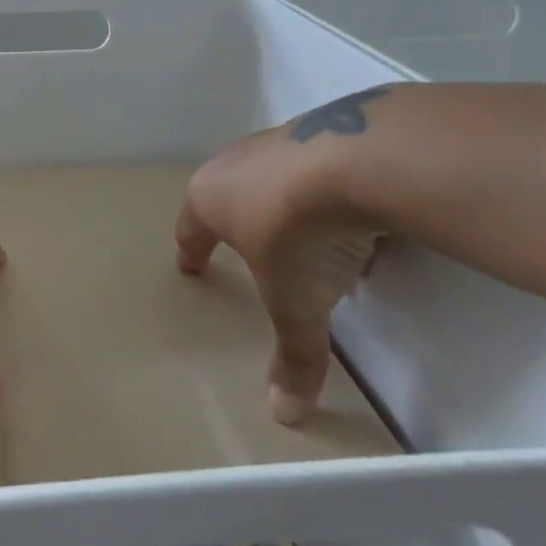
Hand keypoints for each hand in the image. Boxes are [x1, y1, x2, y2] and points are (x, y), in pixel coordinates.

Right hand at [175, 123, 382, 425]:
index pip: (190, 228)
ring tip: (298, 229)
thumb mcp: (295, 303)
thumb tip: (286, 418)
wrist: (355, 161)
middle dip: (229, 219)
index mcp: (210, 200)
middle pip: (222, 193)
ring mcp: (275, 140)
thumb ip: (292, 355)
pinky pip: (309, 164)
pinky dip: (318, 187)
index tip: (190, 264)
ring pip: (266, 174)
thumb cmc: (298, 234)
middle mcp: (233, 163)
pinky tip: (345, 209)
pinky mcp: (318, 127)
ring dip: (276, 199)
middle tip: (238, 242)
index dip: (191, 249)